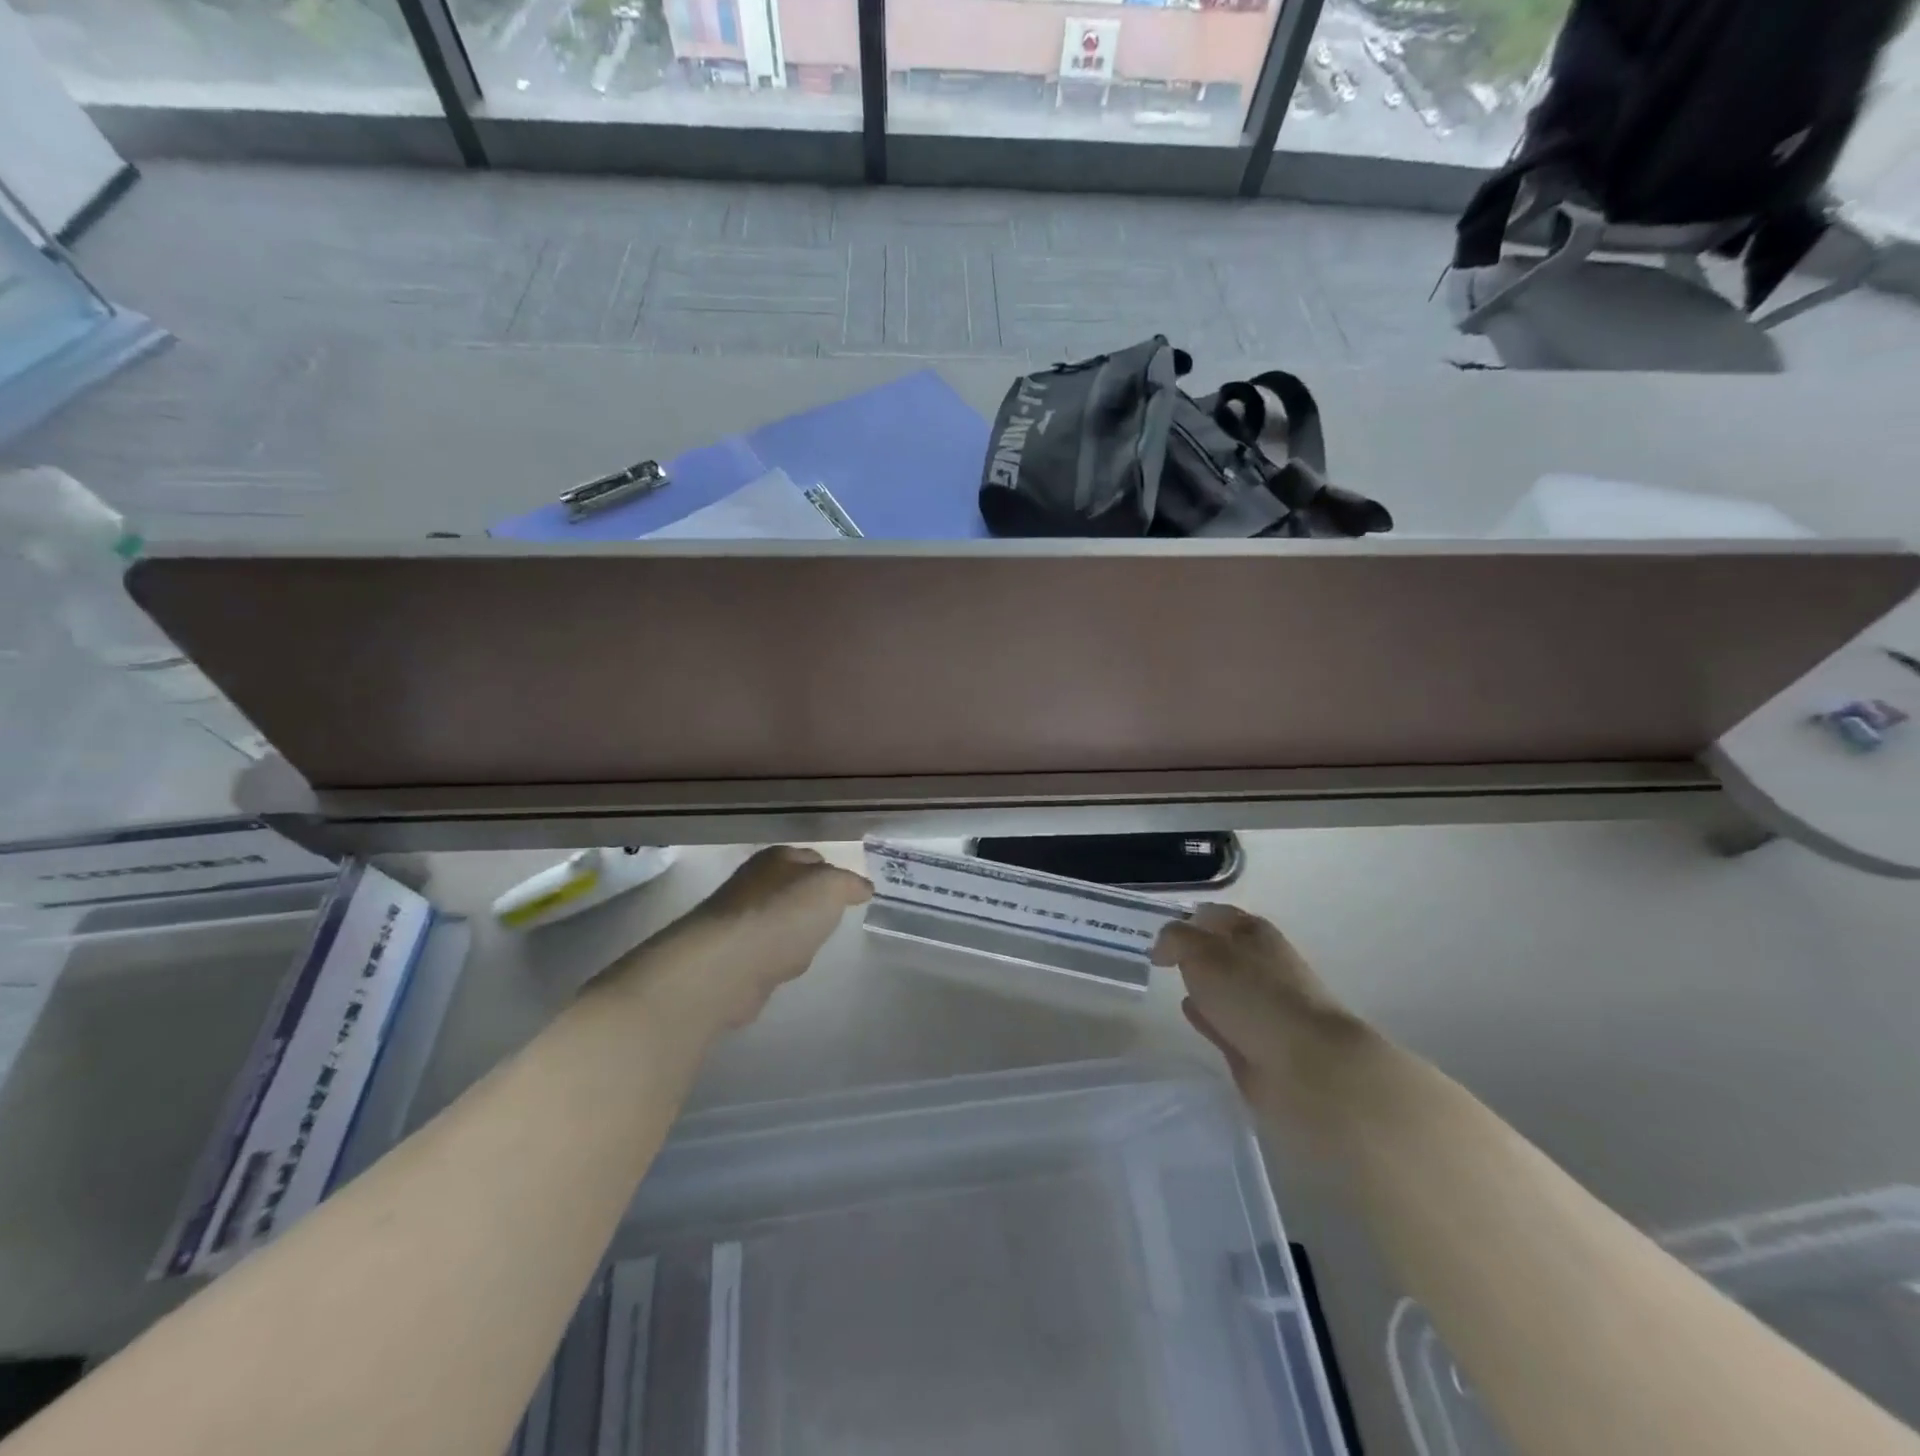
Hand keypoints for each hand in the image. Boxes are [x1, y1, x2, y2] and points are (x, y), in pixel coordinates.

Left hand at [623, 847, 871, 1037]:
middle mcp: (755, 883)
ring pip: (781, 922)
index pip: (813, 858)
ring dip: (795, 933)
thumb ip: (850, 884)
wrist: (727, 965)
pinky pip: (767, 952)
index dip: (835, 874)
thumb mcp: (830, 887)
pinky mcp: (734, 955)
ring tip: (813, 947)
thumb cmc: (782, 914)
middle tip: (836, 920)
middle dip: (814, 905)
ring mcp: (741, 920)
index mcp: (777, 859)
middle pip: (795, 890)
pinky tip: (788, 968)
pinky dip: (779, 959)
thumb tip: (863, 887)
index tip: (853, 895)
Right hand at [1151, 904, 1385, 1133]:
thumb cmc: (1252, 994)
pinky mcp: (1257, 1043)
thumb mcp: (1201, 952)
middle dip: (1194, 951)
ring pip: (1222, 986)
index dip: (1187, 919)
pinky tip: (1189, 1013)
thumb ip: (1175, 940)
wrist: (1305, 1064)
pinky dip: (1206, 1016)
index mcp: (1254, 932)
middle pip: (1220, 950)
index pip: (1214, 915)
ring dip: (1202, 984)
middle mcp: (1261, 964)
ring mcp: (1262, 1005)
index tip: (1158, 933)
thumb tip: (1162, 948)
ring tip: (1173, 982)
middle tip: (1160, 957)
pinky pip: (1222, 1021)